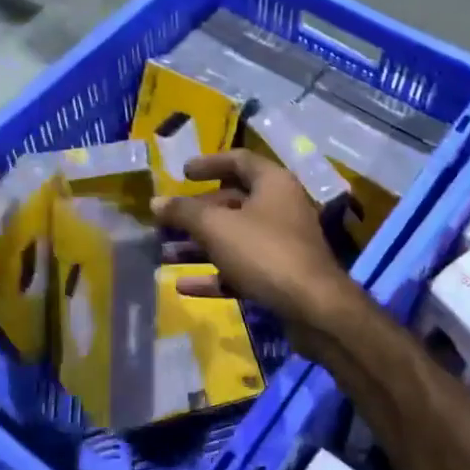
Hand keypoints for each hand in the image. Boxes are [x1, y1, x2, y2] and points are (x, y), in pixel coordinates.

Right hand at [154, 151, 355, 334]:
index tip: (181, 173)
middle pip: (231, 203)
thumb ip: (184, 212)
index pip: (238, 161)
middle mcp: (280, 208)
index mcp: (273, 183)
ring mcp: (281, 244)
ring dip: (198, 246)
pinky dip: (214, 275)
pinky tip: (182, 286)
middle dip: (195, 214)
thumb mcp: (217, 226)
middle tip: (163, 222)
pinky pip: (240, 269)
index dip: (208, 164)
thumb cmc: (264, 252)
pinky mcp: (280, 276)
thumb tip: (156, 202)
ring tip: (162, 254)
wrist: (314, 308)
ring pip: (233, 239)